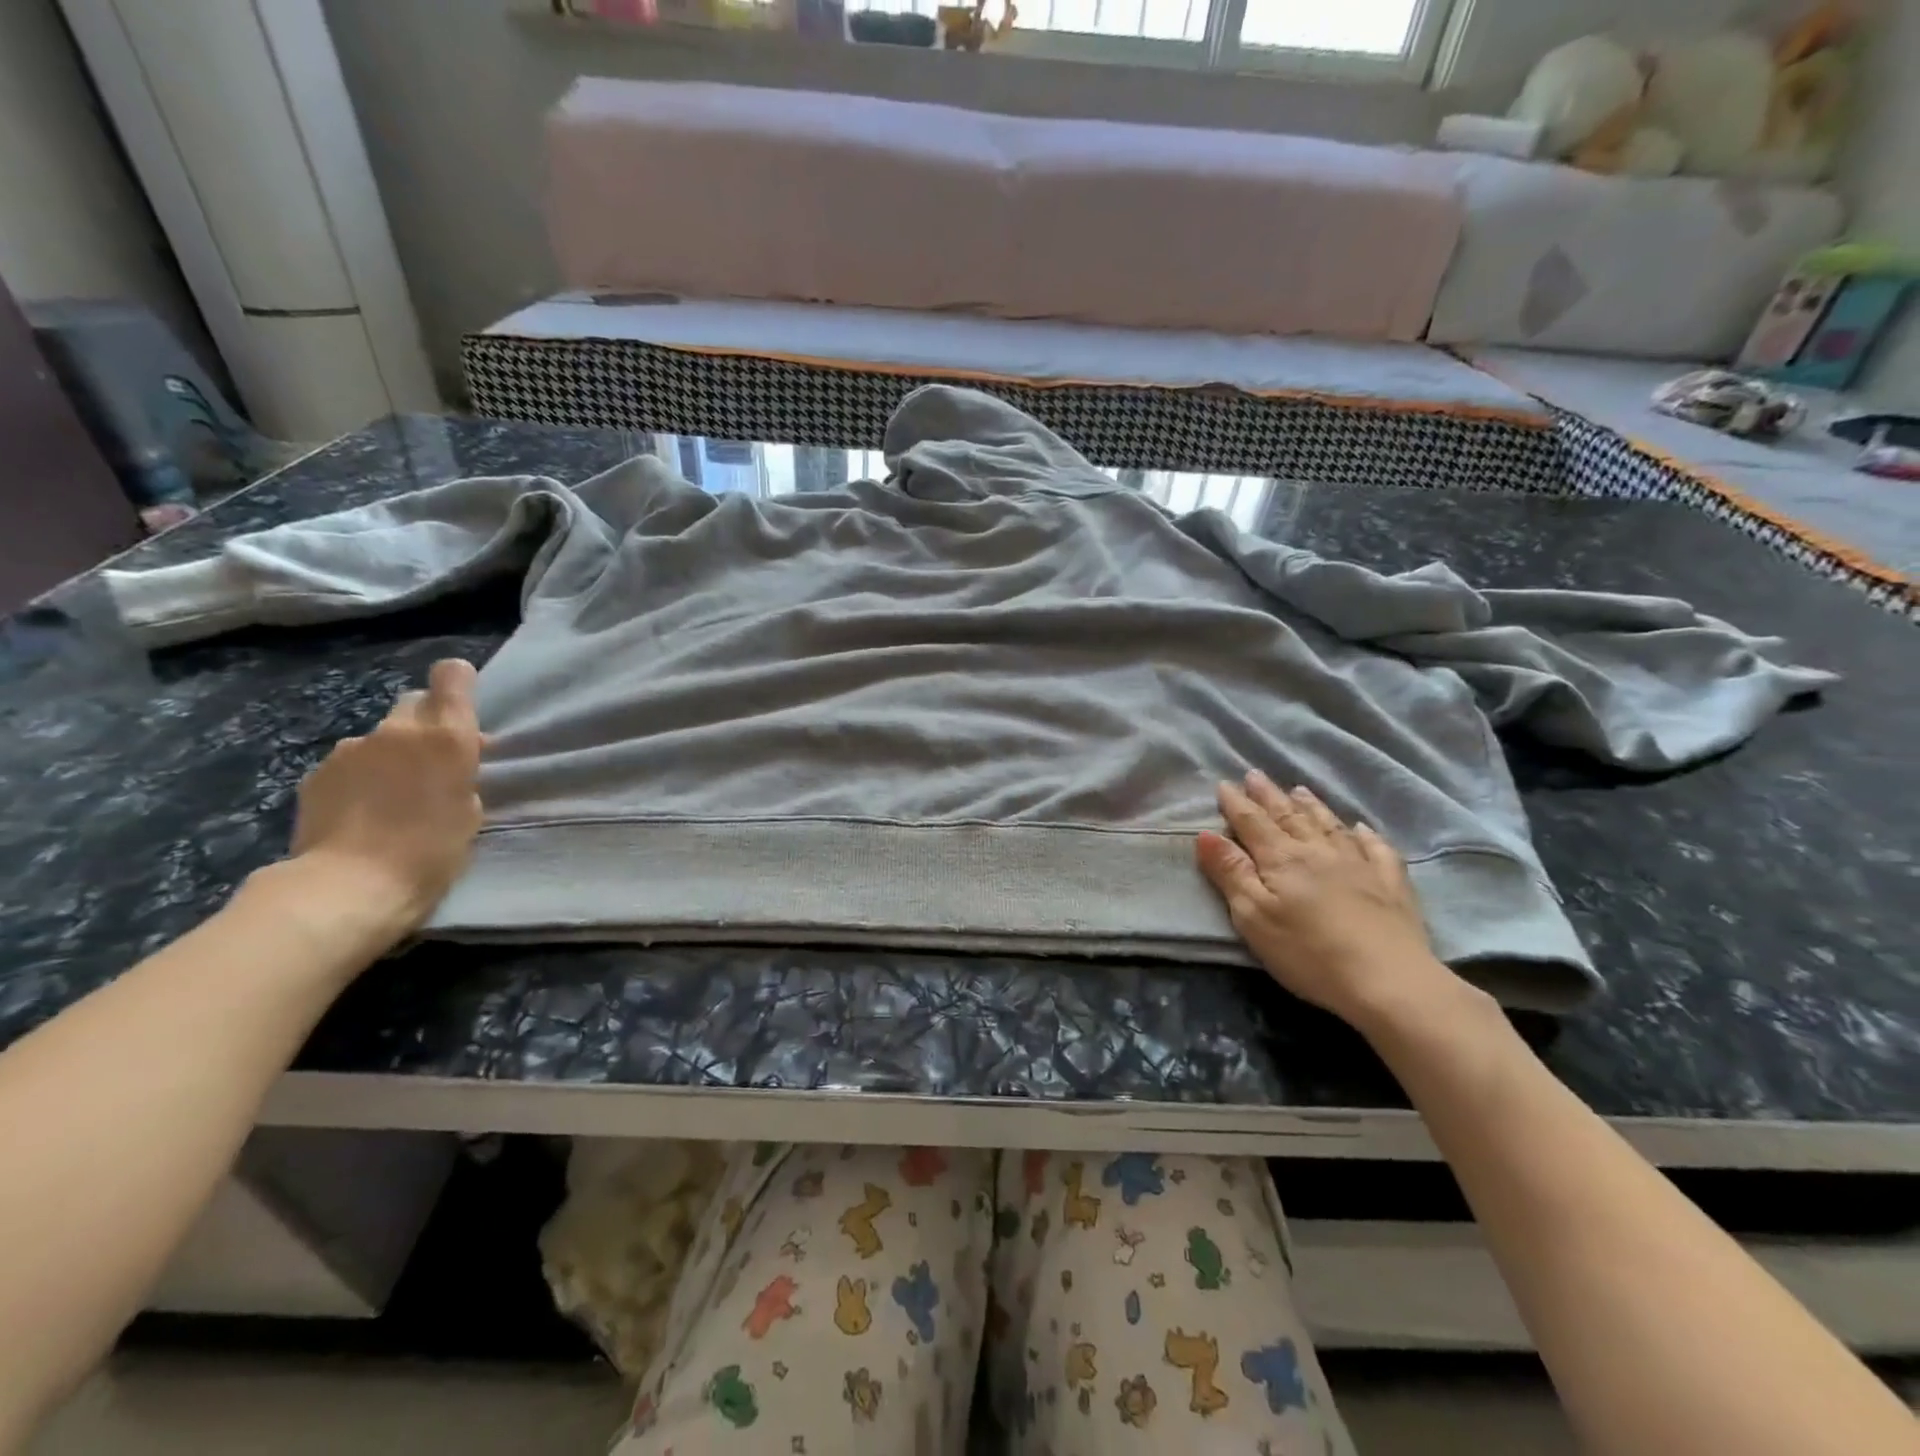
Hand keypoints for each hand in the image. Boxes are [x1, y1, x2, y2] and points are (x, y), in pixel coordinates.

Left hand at [288, 659, 484, 934]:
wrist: (348, 886)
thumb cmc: (431, 852)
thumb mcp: (470, 812)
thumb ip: (462, 775)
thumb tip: (450, 765)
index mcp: (446, 736)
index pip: (452, 676)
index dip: (458, 684)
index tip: (463, 709)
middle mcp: (398, 730)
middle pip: (415, 703)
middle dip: (426, 723)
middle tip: (432, 763)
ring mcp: (351, 749)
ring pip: (381, 738)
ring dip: (391, 756)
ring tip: (393, 797)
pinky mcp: (317, 774)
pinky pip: (350, 764)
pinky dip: (360, 779)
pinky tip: (362, 813)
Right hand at [1195, 772, 1465, 1030]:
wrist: (1389, 980)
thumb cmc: (1308, 952)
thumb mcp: (1254, 916)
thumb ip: (1230, 873)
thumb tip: (1206, 834)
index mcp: (1282, 859)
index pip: (1252, 823)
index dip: (1236, 804)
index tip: (1223, 784)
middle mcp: (1319, 851)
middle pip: (1289, 816)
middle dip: (1269, 796)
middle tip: (1255, 775)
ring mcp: (1359, 864)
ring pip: (1329, 825)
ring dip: (1311, 806)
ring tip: (1298, 789)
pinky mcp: (1391, 885)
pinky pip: (1377, 849)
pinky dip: (1366, 835)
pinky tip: (1361, 828)